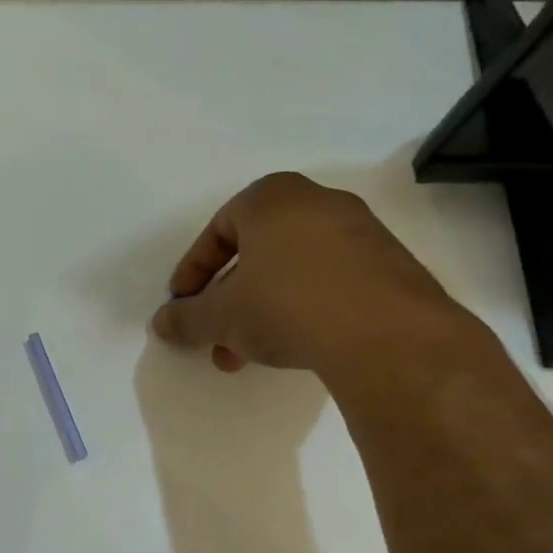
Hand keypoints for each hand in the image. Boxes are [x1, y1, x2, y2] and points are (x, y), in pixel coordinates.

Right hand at [150, 173, 474, 377]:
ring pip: (291, 271)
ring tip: (246, 355)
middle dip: (227, 299)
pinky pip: (329, 283)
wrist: (387, 335)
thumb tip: (163, 323)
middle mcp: (318, 203)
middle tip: (214, 334)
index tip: (182, 305)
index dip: (193, 271)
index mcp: (272, 198)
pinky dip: (302, 310)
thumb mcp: (221, 317)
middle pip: (255, 252)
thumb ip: (186, 319)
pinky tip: (295, 348)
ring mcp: (361, 233)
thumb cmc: (285, 305)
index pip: (218, 230)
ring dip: (261, 311)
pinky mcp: (390, 267)